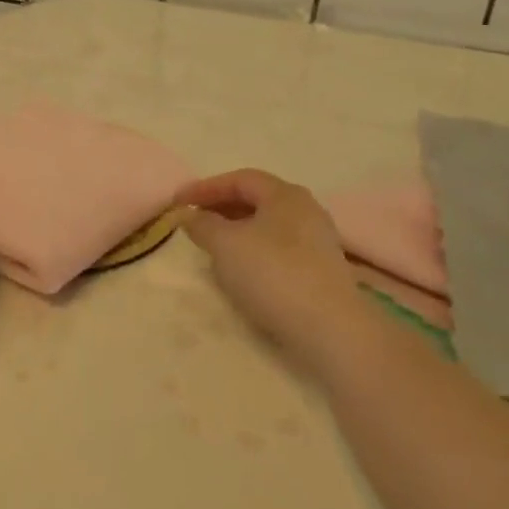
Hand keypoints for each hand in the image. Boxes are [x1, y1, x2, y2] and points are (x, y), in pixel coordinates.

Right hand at [177, 169, 360, 366]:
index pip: (240, 179)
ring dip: (237, 231)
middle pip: (257, 200)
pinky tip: (242, 270)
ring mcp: (317, 241)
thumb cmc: (273, 274)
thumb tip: (190, 215)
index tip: (178, 202)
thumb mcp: (226, 245)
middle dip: (221, 208)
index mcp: (285, 194)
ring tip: (213, 246)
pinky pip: (279, 249)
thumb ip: (203, 225)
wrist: (331, 329)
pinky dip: (254, 251)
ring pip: (268, 226)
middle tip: (194, 221)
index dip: (206, 187)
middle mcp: (306, 210)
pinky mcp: (321, 271)